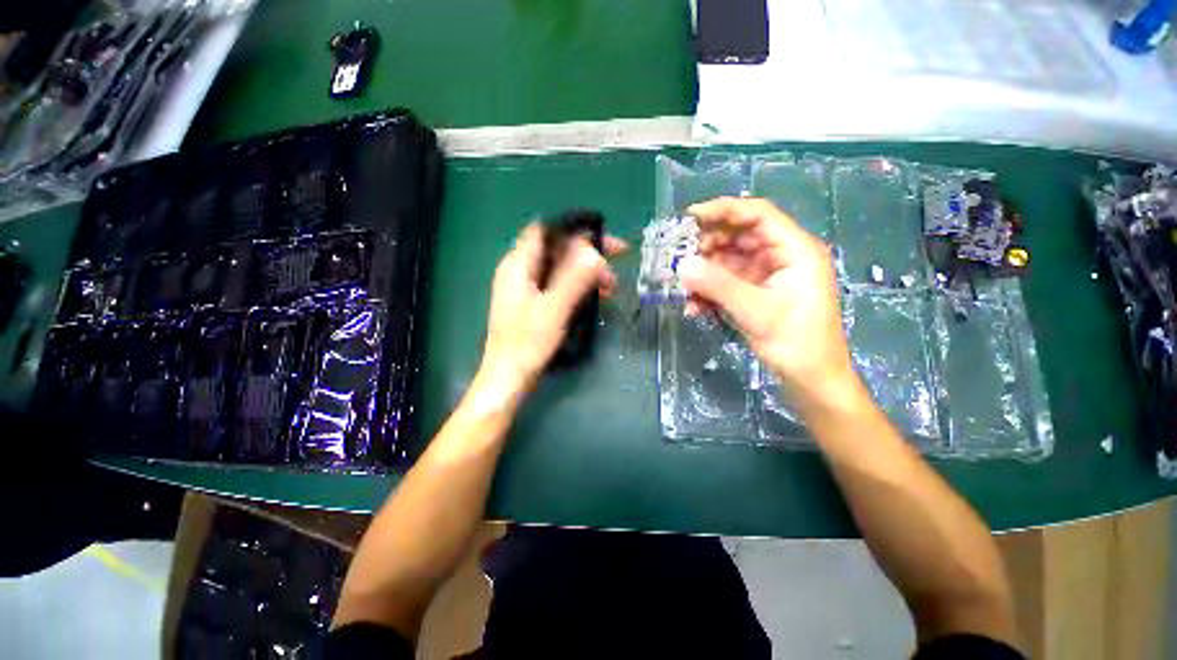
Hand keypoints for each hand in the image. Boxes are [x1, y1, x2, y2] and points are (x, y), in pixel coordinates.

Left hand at [478, 223, 625, 398]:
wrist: (507, 378)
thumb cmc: (526, 344)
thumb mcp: (553, 309)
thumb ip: (573, 278)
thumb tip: (595, 252)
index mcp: (518, 265)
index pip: (546, 230)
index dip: (575, 229)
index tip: (604, 239)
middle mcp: (520, 271)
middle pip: (556, 249)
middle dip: (587, 254)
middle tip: (615, 266)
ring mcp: (526, 288)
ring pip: (560, 268)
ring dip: (586, 273)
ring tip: (611, 288)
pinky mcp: (533, 304)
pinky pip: (558, 286)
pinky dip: (578, 287)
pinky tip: (596, 298)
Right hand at [678, 197, 857, 407]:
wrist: (811, 381)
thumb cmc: (796, 343)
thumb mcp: (756, 312)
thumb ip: (718, 285)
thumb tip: (682, 265)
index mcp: (794, 250)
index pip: (757, 214)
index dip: (723, 210)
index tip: (689, 218)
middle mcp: (780, 256)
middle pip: (738, 236)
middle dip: (707, 247)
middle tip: (678, 258)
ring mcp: (766, 275)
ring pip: (727, 261)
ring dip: (703, 274)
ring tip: (683, 288)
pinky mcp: (755, 293)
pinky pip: (726, 283)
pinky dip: (708, 292)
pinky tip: (694, 308)